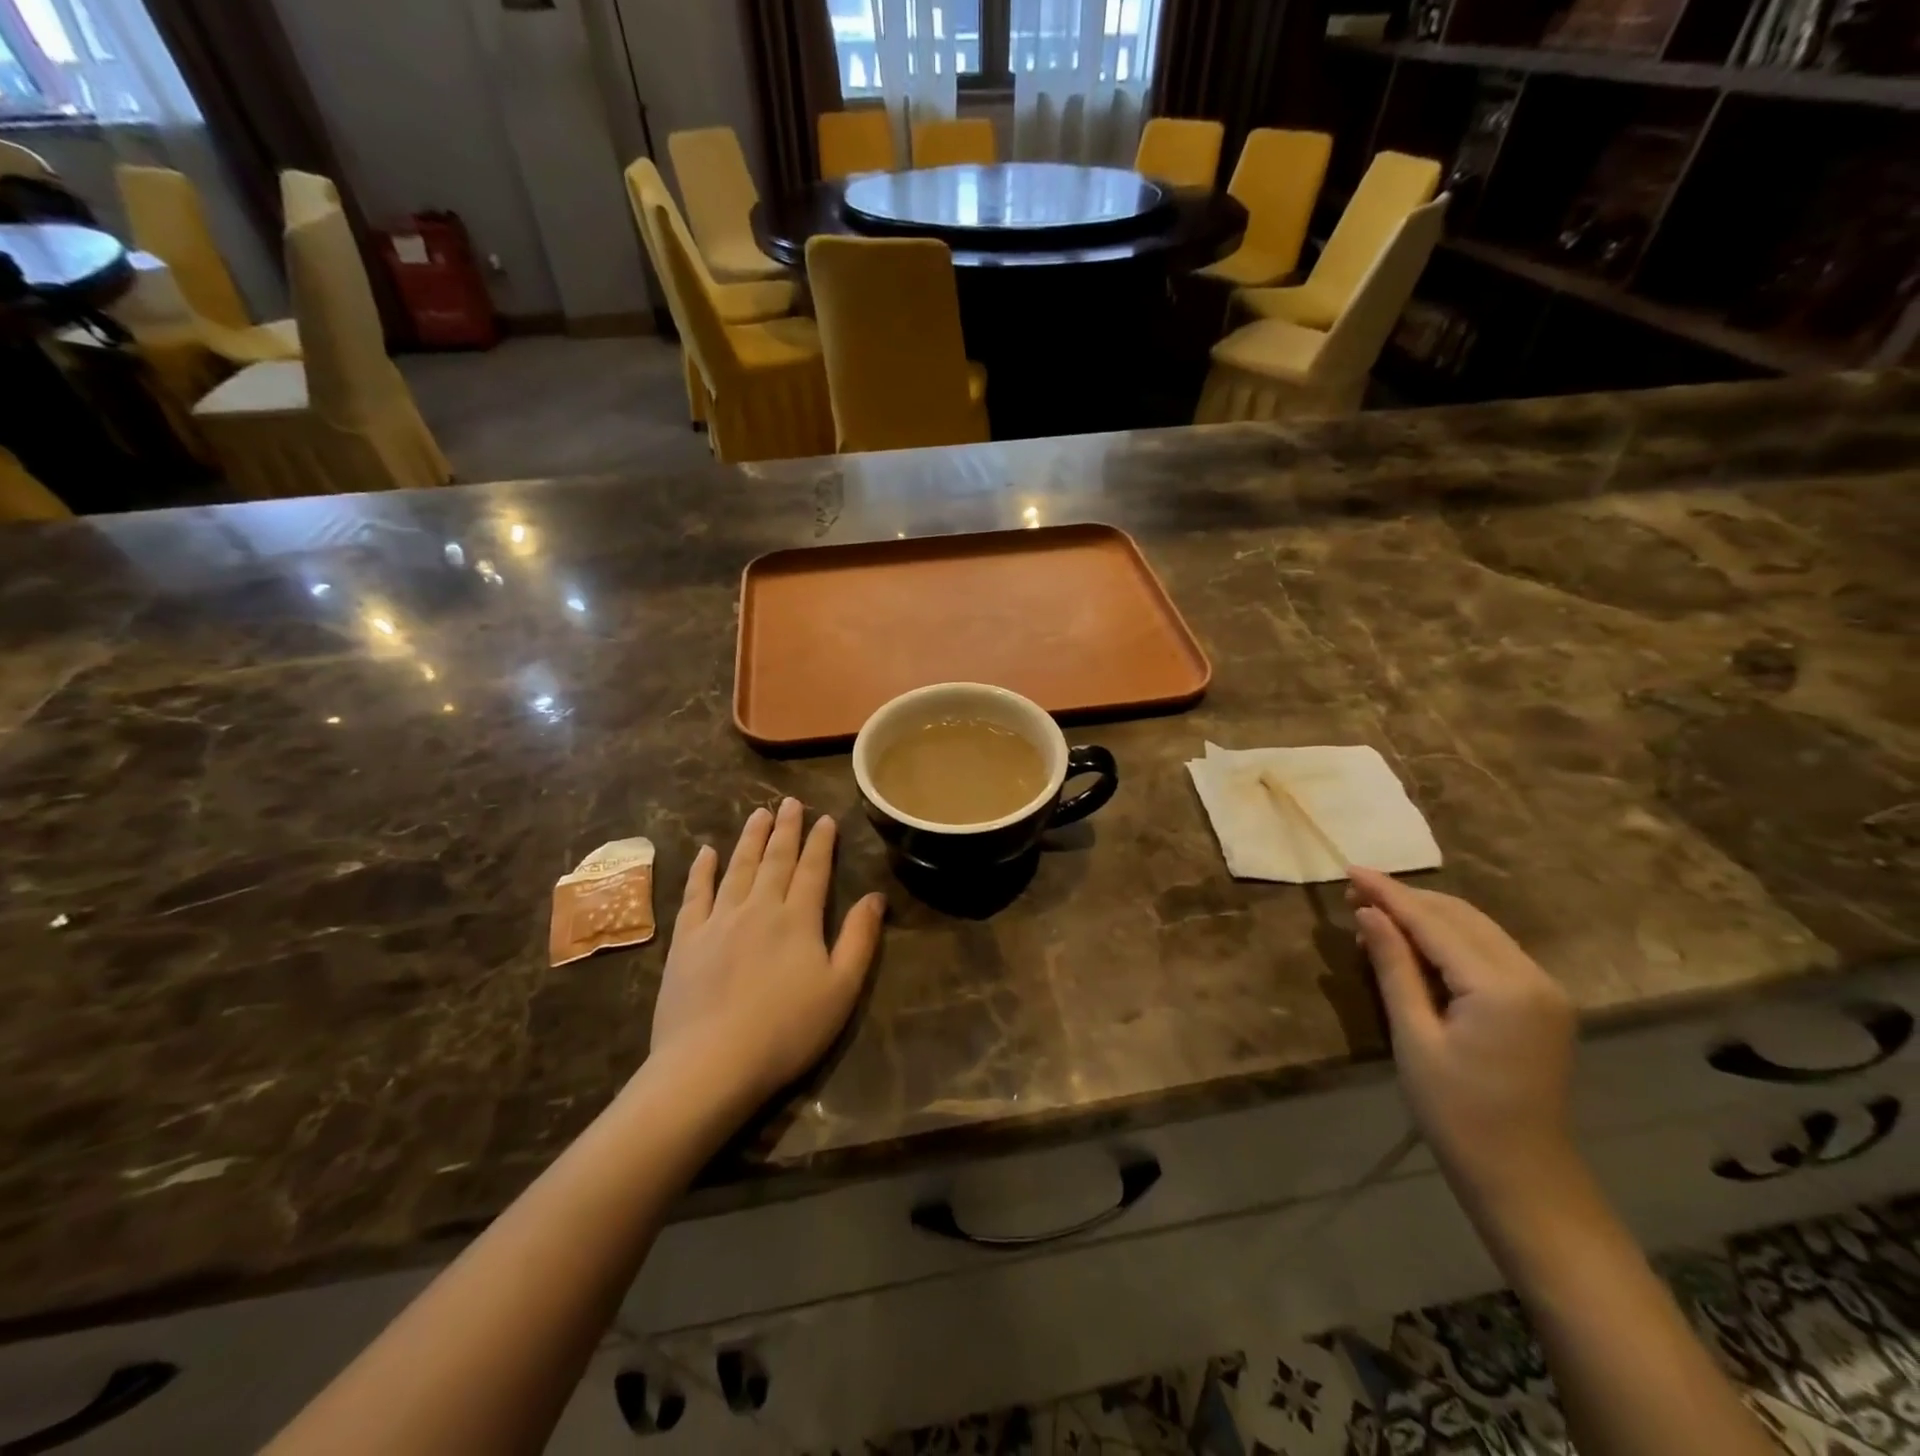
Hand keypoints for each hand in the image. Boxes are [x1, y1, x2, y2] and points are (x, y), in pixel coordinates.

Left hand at [652, 800, 886, 1107]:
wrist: (711, 1063)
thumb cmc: (786, 1030)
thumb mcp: (841, 989)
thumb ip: (859, 938)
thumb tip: (874, 896)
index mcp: (798, 919)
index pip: (813, 869)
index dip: (820, 842)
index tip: (824, 818)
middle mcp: (759, 908)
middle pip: (775, 860)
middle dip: (785, 829)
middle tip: (789, 802)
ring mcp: (718, 921)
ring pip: (738, 868)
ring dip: (750, 838)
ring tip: (758, 813)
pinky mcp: (687, 940)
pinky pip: (696, 894)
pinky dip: (702, 870)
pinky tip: (706, 852)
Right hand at [1349, 867, 1577, 1210]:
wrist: (1522, 1176)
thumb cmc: (1456, 1112)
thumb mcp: (1414, 1036)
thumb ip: (1394, 967)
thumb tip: (1368, 913)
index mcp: (1501, 987)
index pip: (1434, 922)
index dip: (1388, 893)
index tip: (1349, 869)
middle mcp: (1532, 976)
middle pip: (1460, 916)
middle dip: (1406, 899)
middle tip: (1353, 893)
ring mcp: (1543, 988)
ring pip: (1476, 928)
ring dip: (1426, 915)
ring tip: (1375, 914)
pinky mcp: (1541, 1002)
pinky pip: (1488, 950)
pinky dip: (1448, 937)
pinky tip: (1414, 943)